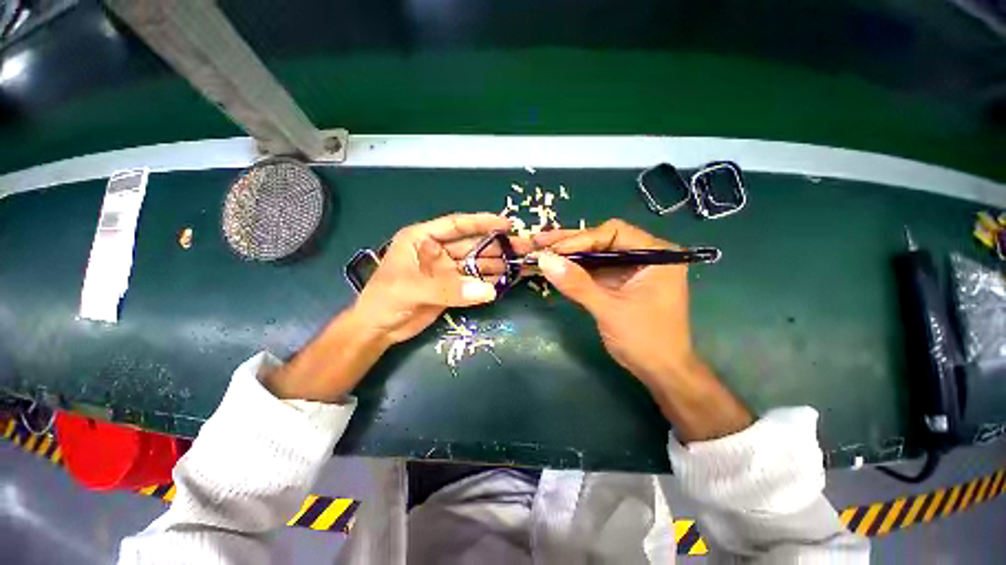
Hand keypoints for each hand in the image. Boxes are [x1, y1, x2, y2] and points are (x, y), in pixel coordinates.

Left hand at [266, 213, 525, 401]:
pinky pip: (475, 281)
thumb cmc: (385, 300)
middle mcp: (437, 251)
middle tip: (524, 248)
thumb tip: (489, 291)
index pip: (456, 225)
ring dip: (498, 264)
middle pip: (473, 245)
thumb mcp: (413, 289)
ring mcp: (446, 270)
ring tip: (523, 264)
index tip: (507, 224)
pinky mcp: (452, 287)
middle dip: (498, 245)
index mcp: (423, 238)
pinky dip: (490, 281)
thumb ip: (449, 288)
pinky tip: (508, 280)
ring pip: (477, 263)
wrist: (378, 329)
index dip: (482, 223)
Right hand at [531, 219, 692, 383]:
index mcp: (656, 253)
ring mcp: (631, 269)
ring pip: (594, 253)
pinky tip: (553, 266)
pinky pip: (593, 269)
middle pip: (601, 240)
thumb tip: (544, 260)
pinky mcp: (619, 282)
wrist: (661, 372)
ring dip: (567, 254)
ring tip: (539, 249)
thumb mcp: (609, 310)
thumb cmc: (645, 340)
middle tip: (538, 240)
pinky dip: (573, 269)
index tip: (553, 251)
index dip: (580, 240)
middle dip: (568, 242)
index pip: (613, 233)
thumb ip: (577, 284)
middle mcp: (645, 254)